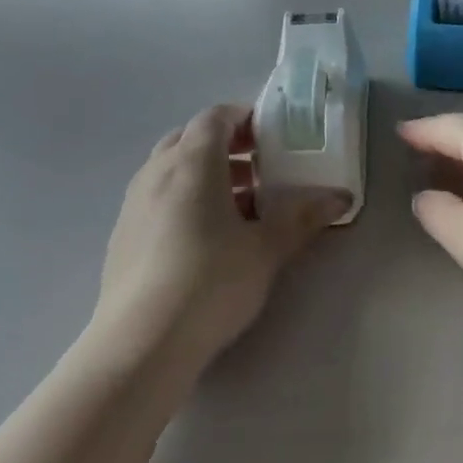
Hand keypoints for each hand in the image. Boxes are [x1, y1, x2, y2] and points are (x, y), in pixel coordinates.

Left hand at [94, 104, 346, 367]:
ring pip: (170, 167)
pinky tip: (202, 237)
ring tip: (237, 205)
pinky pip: (156, 196)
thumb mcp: (266, 249)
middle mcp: (157, 171)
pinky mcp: (121, 235)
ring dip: (203, 173)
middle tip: (258, 167)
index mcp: (193, 161)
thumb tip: (341, 197)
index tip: (271, 134)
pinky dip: (182, 198)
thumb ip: (303, 217)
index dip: (244, 117)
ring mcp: (133, 203)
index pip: (216, 117)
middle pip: (190, 137)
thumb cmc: (210, 282)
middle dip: (224, 144)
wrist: (140, 345)